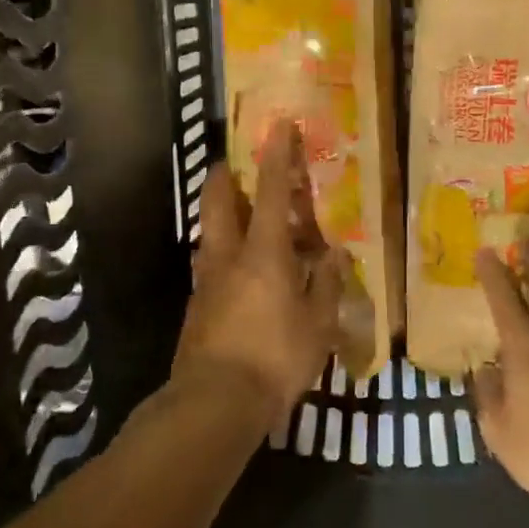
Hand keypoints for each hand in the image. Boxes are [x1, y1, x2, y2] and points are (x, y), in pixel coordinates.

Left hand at [170, 124, 346, 429]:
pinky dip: (220, 251)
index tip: (278, 125)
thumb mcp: (317, 324)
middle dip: (224, 175)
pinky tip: (236, 269)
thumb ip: (325, 284)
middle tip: (231, 162)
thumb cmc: (275, 358)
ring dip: (219, 213)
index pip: (272, 191)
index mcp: (264, 253)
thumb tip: (333, 253)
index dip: (276, 155)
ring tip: (236, 213)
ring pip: (208, 231)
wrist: (214, 402)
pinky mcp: (195, 305)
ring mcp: (206, 280)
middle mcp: (228, 256)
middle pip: (218, 201)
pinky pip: (208, 263)